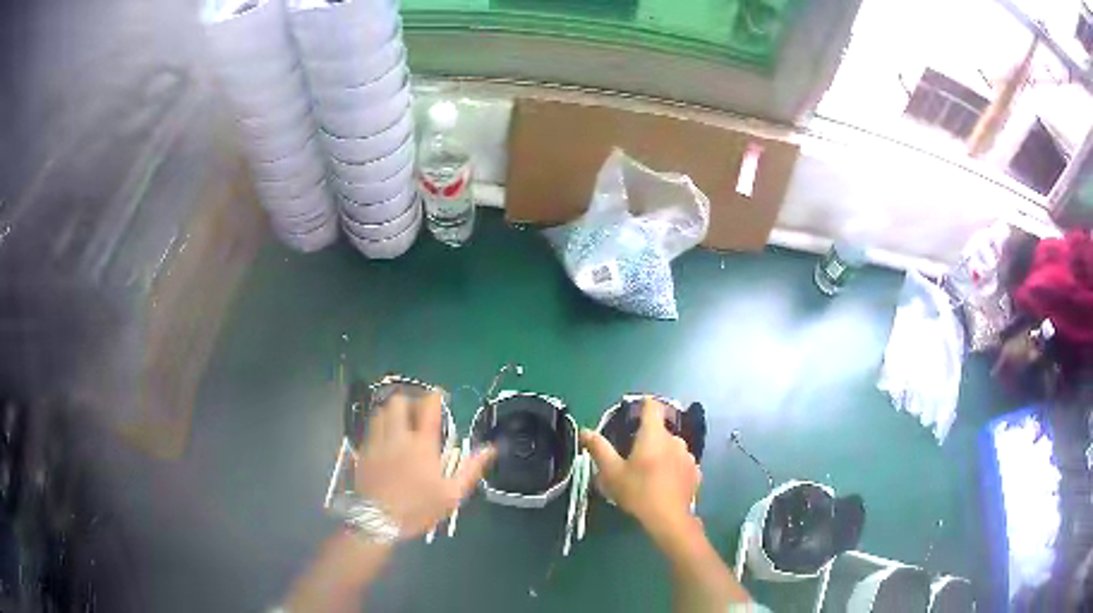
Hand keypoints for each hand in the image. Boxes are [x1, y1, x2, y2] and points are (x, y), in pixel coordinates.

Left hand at [354, 391, 494, 539]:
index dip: (435, 396)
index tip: (441, 397)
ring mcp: (377, 442)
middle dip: (410, 401)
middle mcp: (397, 437)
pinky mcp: (363, 452)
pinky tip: (385, 439)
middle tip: (418, 412)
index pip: (428, 407)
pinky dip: (379, 426)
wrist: (378, 522)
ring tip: (400, 423)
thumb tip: (490, 449)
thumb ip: (471, 469)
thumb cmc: (418, 508)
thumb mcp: (451, 495)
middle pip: (399, 401)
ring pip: (380, 411)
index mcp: (422, 445)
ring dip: (392, 412)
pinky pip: (369, 428)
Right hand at [580, 397, 700, 541]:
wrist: (669, 518)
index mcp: (654, 435)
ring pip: (671, 448)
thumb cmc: (638, 492)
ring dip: (661, 454)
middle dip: (647, 439)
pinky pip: (681, 463)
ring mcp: (688, 456)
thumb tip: (585, 431)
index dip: (643, 405)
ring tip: (649, 473)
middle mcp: (675, 440)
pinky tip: (664, 483)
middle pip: (659, 431)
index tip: (634, 411)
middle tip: (633, 457)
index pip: (651, 407)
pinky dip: (673, 468)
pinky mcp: (696, 472)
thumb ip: (599, 448)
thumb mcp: (612, 472)